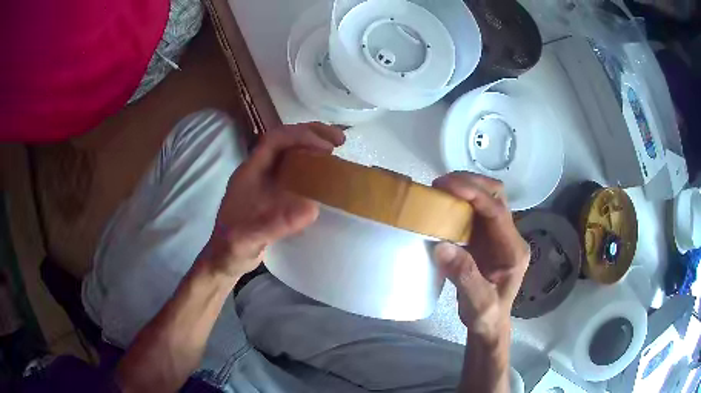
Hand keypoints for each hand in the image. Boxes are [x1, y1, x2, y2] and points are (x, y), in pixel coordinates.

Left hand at [201, 122, 345, 278]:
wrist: (224, 259)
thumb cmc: (232, 247)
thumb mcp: (250, 238)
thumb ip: (275, 225)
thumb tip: (313, 208)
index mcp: (249, 172)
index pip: (274, 140)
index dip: (301, 137)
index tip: (327, 147)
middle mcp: (257, 171)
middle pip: (284, 139)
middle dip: (312, 133)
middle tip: (340, 141)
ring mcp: (265, 181)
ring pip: (290, 151)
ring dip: (312, 144)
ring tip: (337, 148)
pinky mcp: (273, 192)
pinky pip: (294, 168)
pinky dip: (311, 163)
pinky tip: (325, 171)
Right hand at [432, 172, 528, 342]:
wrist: (489, 324)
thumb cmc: (486, 316)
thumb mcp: (478, 303)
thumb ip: (464, 276)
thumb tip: (442, 246)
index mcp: (513, 250)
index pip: (498, 212)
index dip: (475, 194)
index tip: (448, 186)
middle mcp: (509, 237)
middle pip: (497, 196)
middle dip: (471, 183)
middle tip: (440, 185)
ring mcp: (498, 236)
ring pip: (487, 198)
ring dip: (465, 188)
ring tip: (439, 190)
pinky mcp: (486, 238)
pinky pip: (475, 211)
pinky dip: (460, 202)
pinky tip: (444, 205)